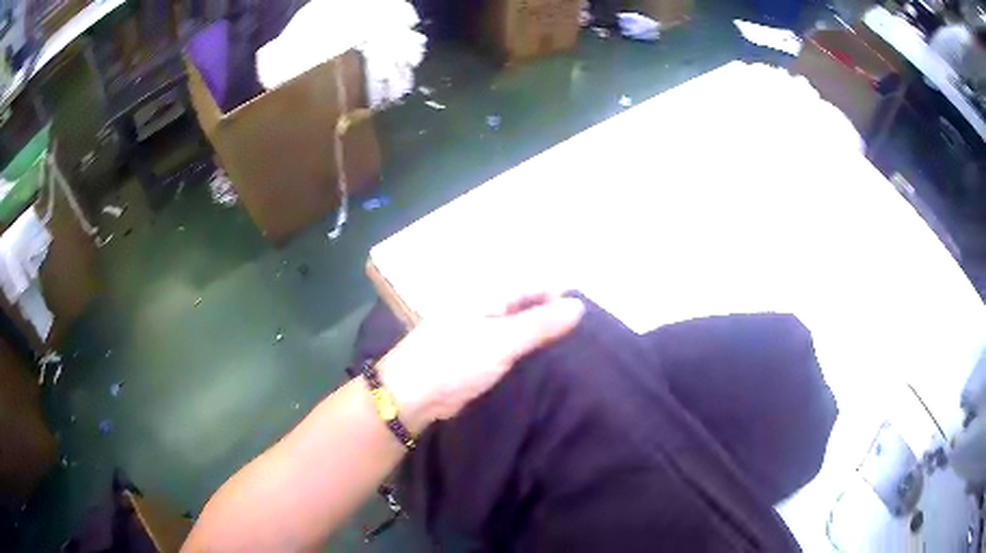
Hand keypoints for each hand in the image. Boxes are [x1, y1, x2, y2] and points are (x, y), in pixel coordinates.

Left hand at [378, 293, 584, 433]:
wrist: (411, 395)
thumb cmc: (454, 361)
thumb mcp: (502, 341)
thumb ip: (540, 324)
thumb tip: (579, 305)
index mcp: (487, 295)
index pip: (532, 285)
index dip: (559, 295)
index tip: (587, 313)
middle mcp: (482, 308)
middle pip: (525, 304)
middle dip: (552, 314)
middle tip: (584, 333)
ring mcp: (477, 332)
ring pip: (517, 326)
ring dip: (540, 334)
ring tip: (572, 346)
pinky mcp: (475, 355)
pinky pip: (508, 346)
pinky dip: (525, 350)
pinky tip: (543, 360)